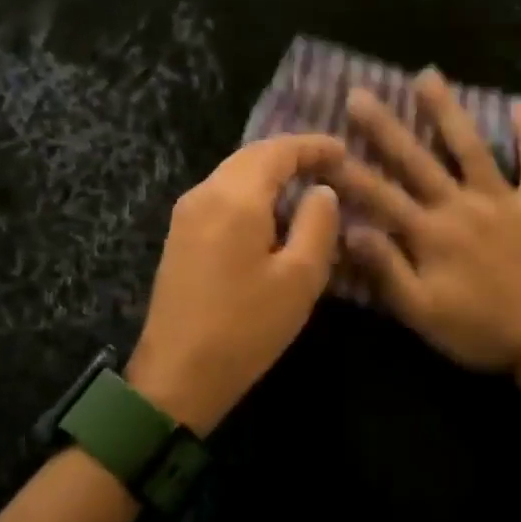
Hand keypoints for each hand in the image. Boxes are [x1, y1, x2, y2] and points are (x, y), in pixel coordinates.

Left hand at [127, 134, 345, 436]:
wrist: (176, 375)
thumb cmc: (245, 328)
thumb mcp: (299, 279)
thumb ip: (318, 224)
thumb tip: (322, 191)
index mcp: (235, 198)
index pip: (277, 151)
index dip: (312, 146)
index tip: (344, 150)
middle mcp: (204, 194)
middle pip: (251, 157)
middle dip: (290, 155)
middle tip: (329, 164)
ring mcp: (186, 214)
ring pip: (233, 175)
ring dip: (269, 172)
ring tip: (305, 184)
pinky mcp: (179, 236)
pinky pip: (220, 196)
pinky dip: (250, 192)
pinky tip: (270, 211)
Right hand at [330, 70, 520, 370]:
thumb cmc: (478, 331)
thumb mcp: (422, 312)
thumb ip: (386, 269)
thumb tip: (351, 230)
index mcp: (430, 234)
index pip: (379, 196)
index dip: (349, 171)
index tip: (323, 145)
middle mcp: (461, 206)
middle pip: (416, 160)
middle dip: (385, 126)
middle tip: (360, 93)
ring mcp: (503, 200)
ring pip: (471, 147)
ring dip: (448, 111)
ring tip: (427, 75)